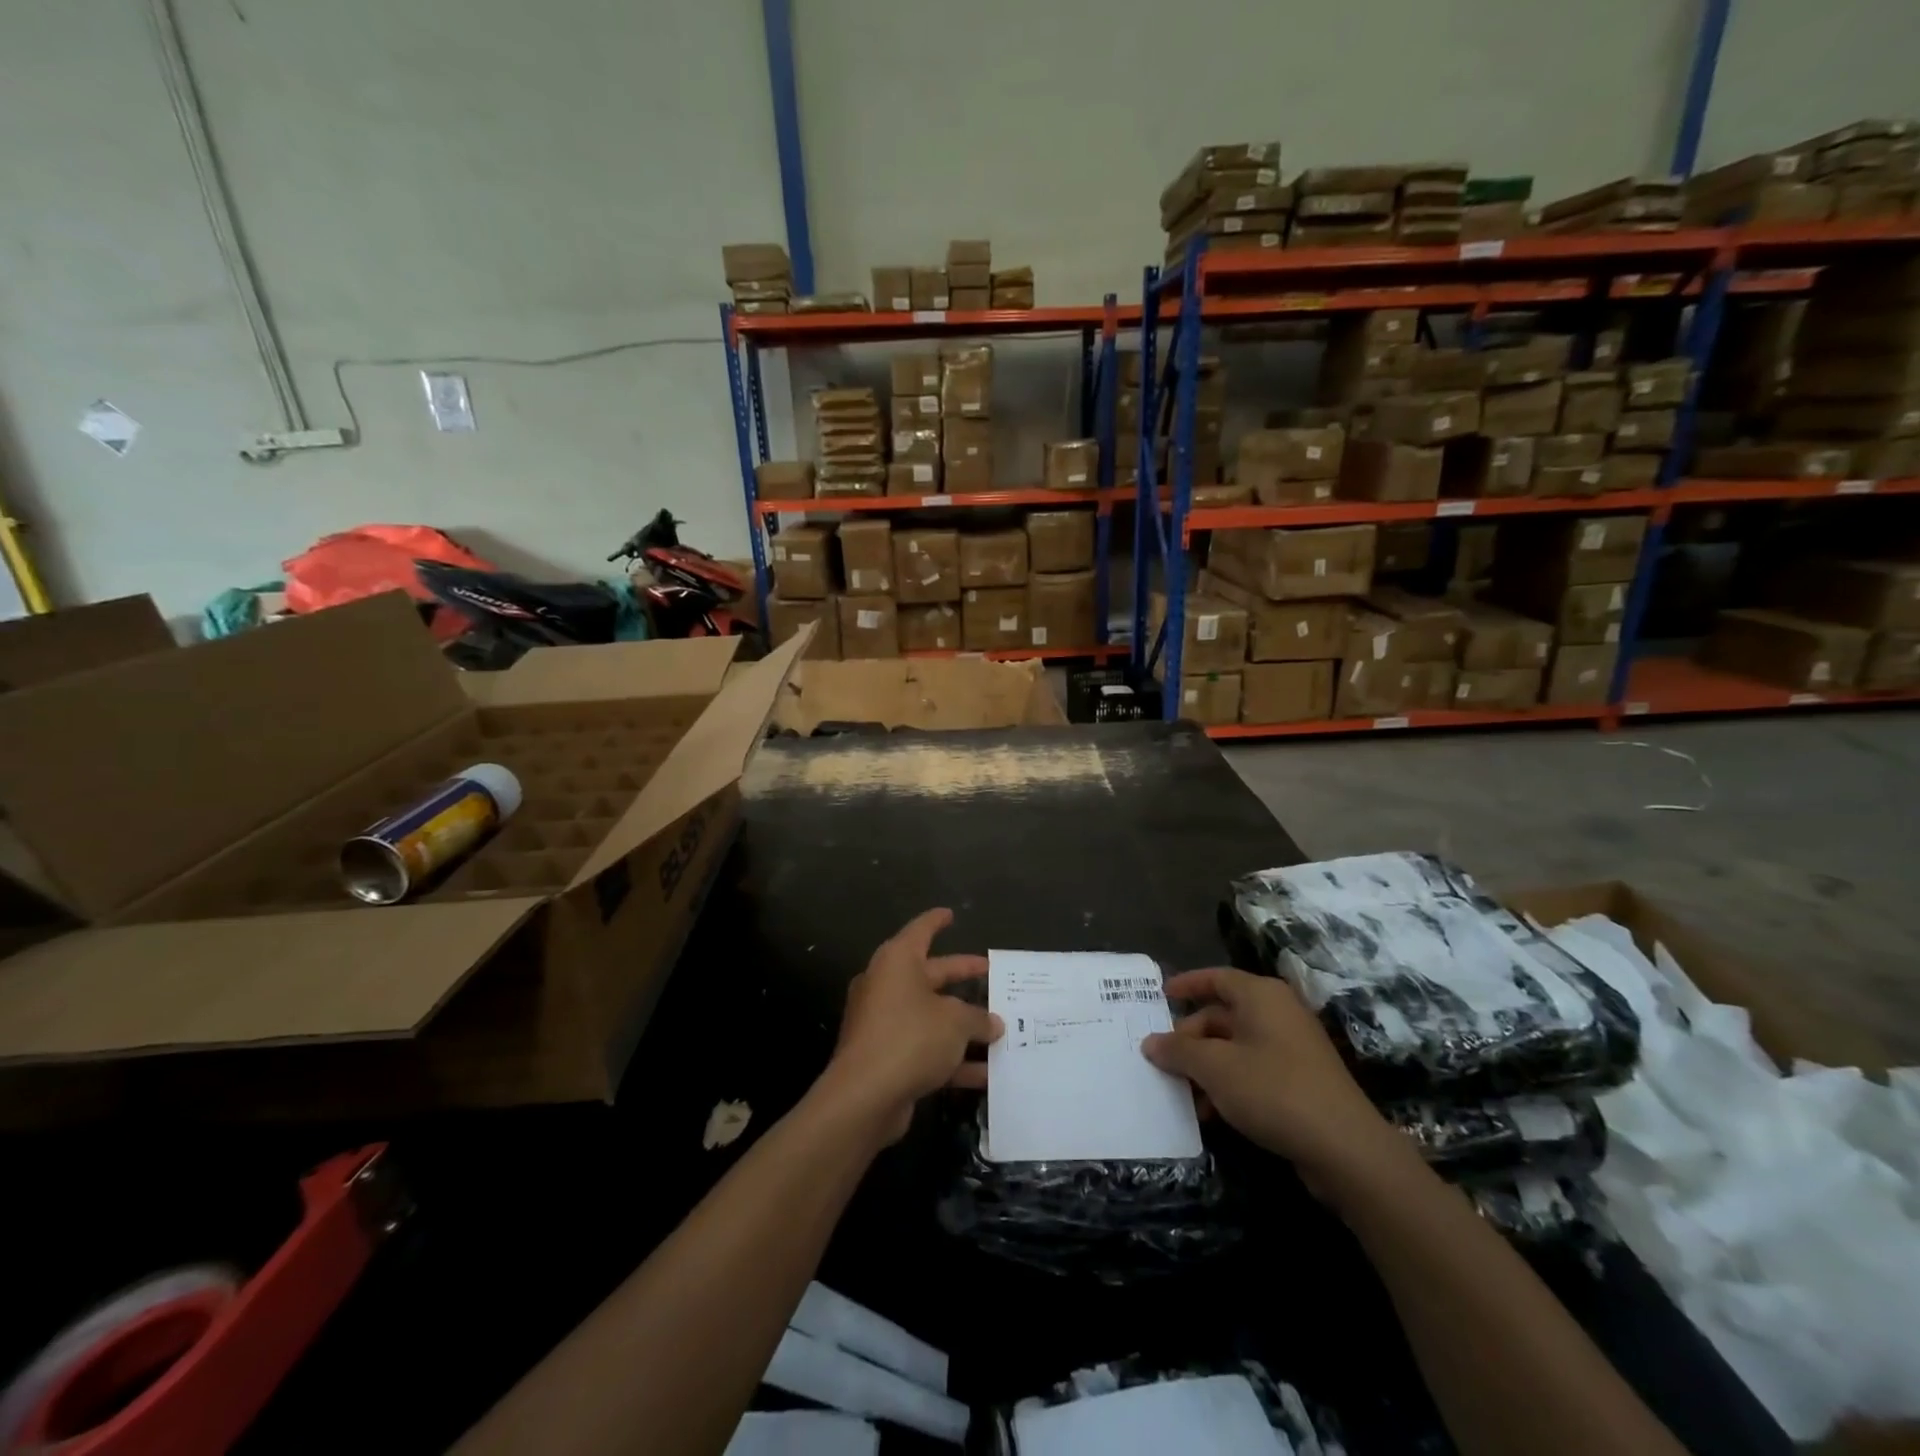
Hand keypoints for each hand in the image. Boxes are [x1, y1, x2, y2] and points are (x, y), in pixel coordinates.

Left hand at [821, 909, 1002, 1142]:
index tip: (951, 914)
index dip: (937, 921)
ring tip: (1000, 1029)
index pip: (920, 931)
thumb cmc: (910, 1038)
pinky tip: (986, 1074)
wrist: (864, 1097)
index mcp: (898, 962)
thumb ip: (977, 1019)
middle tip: (990, 973)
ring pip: (931, 1016)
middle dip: (961, 976)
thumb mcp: (955, 1023)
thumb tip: (992, 1023)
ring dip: (963, 1025)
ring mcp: (884, 1023)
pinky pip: (925, 1049)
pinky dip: (952, 1058)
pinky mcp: (886, 1057)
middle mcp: (887, 986)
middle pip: (931, 975)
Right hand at [1141, 968, 1414, 1203]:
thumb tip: (1151, 1043)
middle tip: (1164, 1062)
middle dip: (1190, 1040)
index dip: (1186, 984)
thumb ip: (1178, 1051)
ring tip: (1186, 1096)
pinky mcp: (1302, 1080)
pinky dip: (1229, 1084)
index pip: (1216, 978)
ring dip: (1207, 1068)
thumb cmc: (1273, 1090)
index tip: (1161, 996)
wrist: (1346, 1148)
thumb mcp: (1215, 1068)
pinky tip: (1213, 1113)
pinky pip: (1254, 1070)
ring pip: (1236, 1047)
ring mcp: (1293, 1047)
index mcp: (1261, 996)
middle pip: (1222, 1016)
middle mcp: (1278, 1013)